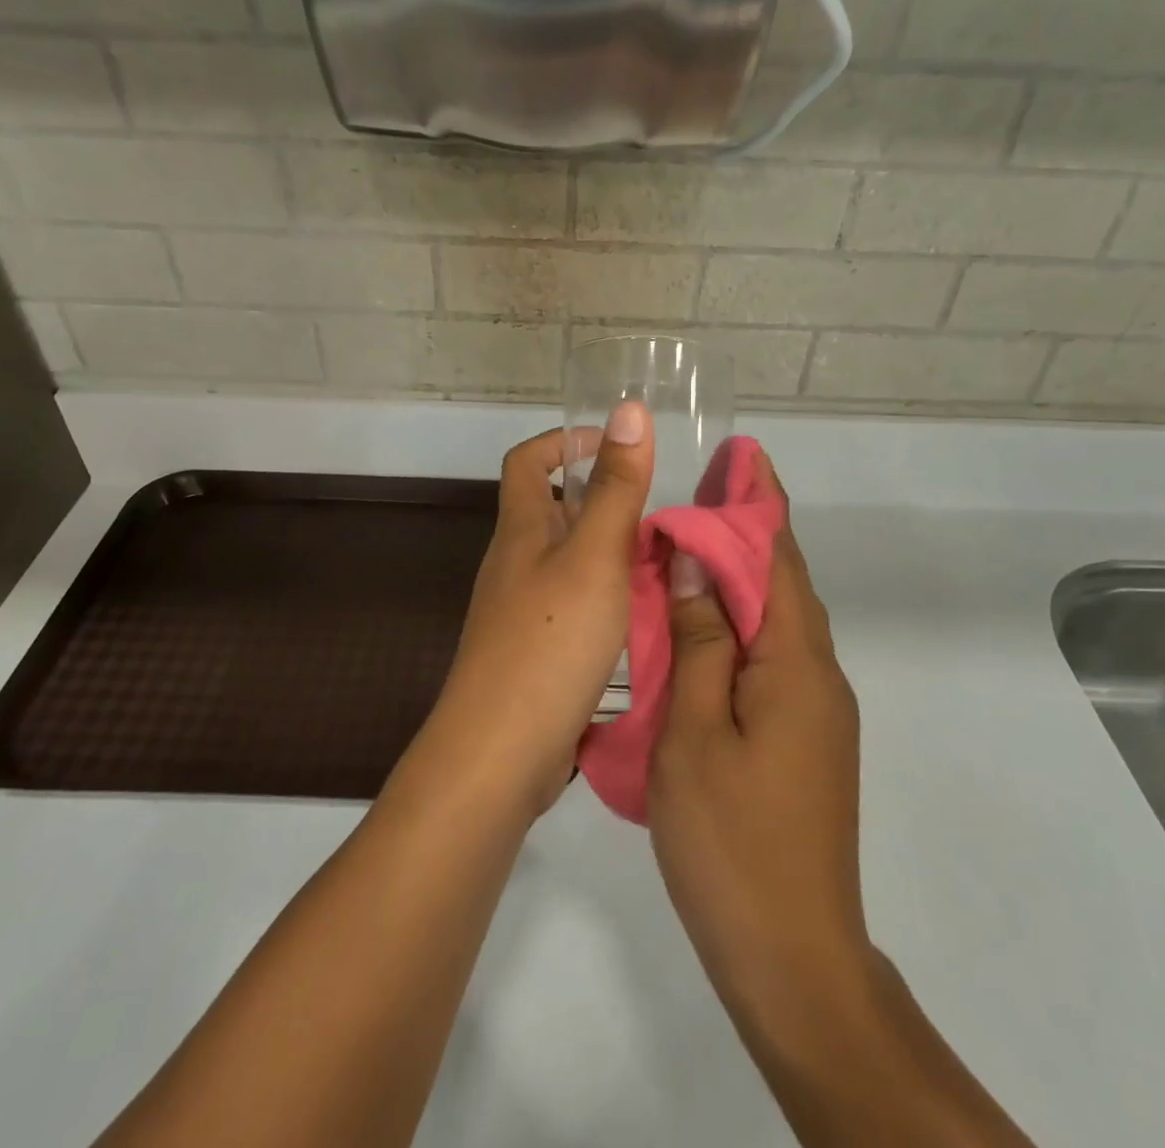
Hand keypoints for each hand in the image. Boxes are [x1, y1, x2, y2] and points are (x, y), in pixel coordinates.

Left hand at [418, 402, 652, 815]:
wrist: (499, 754)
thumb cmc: (548, 644)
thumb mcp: (593, 557)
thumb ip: (615, 487)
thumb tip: (628, 409)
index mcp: (520, 531)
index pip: (526, 461)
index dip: (563, 441)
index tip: (613, 446)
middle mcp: (515, 563)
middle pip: (551, 510)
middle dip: (601, 499)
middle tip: (661, 511)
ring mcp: (521, 611)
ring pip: (568, 561)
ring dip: (611, 551)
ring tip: (665, 560)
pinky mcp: (534, 653)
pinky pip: (574, 605)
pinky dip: (607, 597)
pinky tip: (643, 616)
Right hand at [648, 451, 868, 1013]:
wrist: (793, 958)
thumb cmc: (732, 840)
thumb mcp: (694, 732)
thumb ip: (700, 639)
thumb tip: (694, 560)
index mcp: (796, 664)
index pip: (777, 559)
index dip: (758, 503)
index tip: (740, 456)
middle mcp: (818, 675)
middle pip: (782, 583)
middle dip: (746, 530)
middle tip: (702, 490)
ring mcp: (815, 711)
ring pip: (776, 621)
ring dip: (738, 577)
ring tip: (689, 546)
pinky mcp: (804, 739)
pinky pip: (770, 659)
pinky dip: (737, 624)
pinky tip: (701, 625)